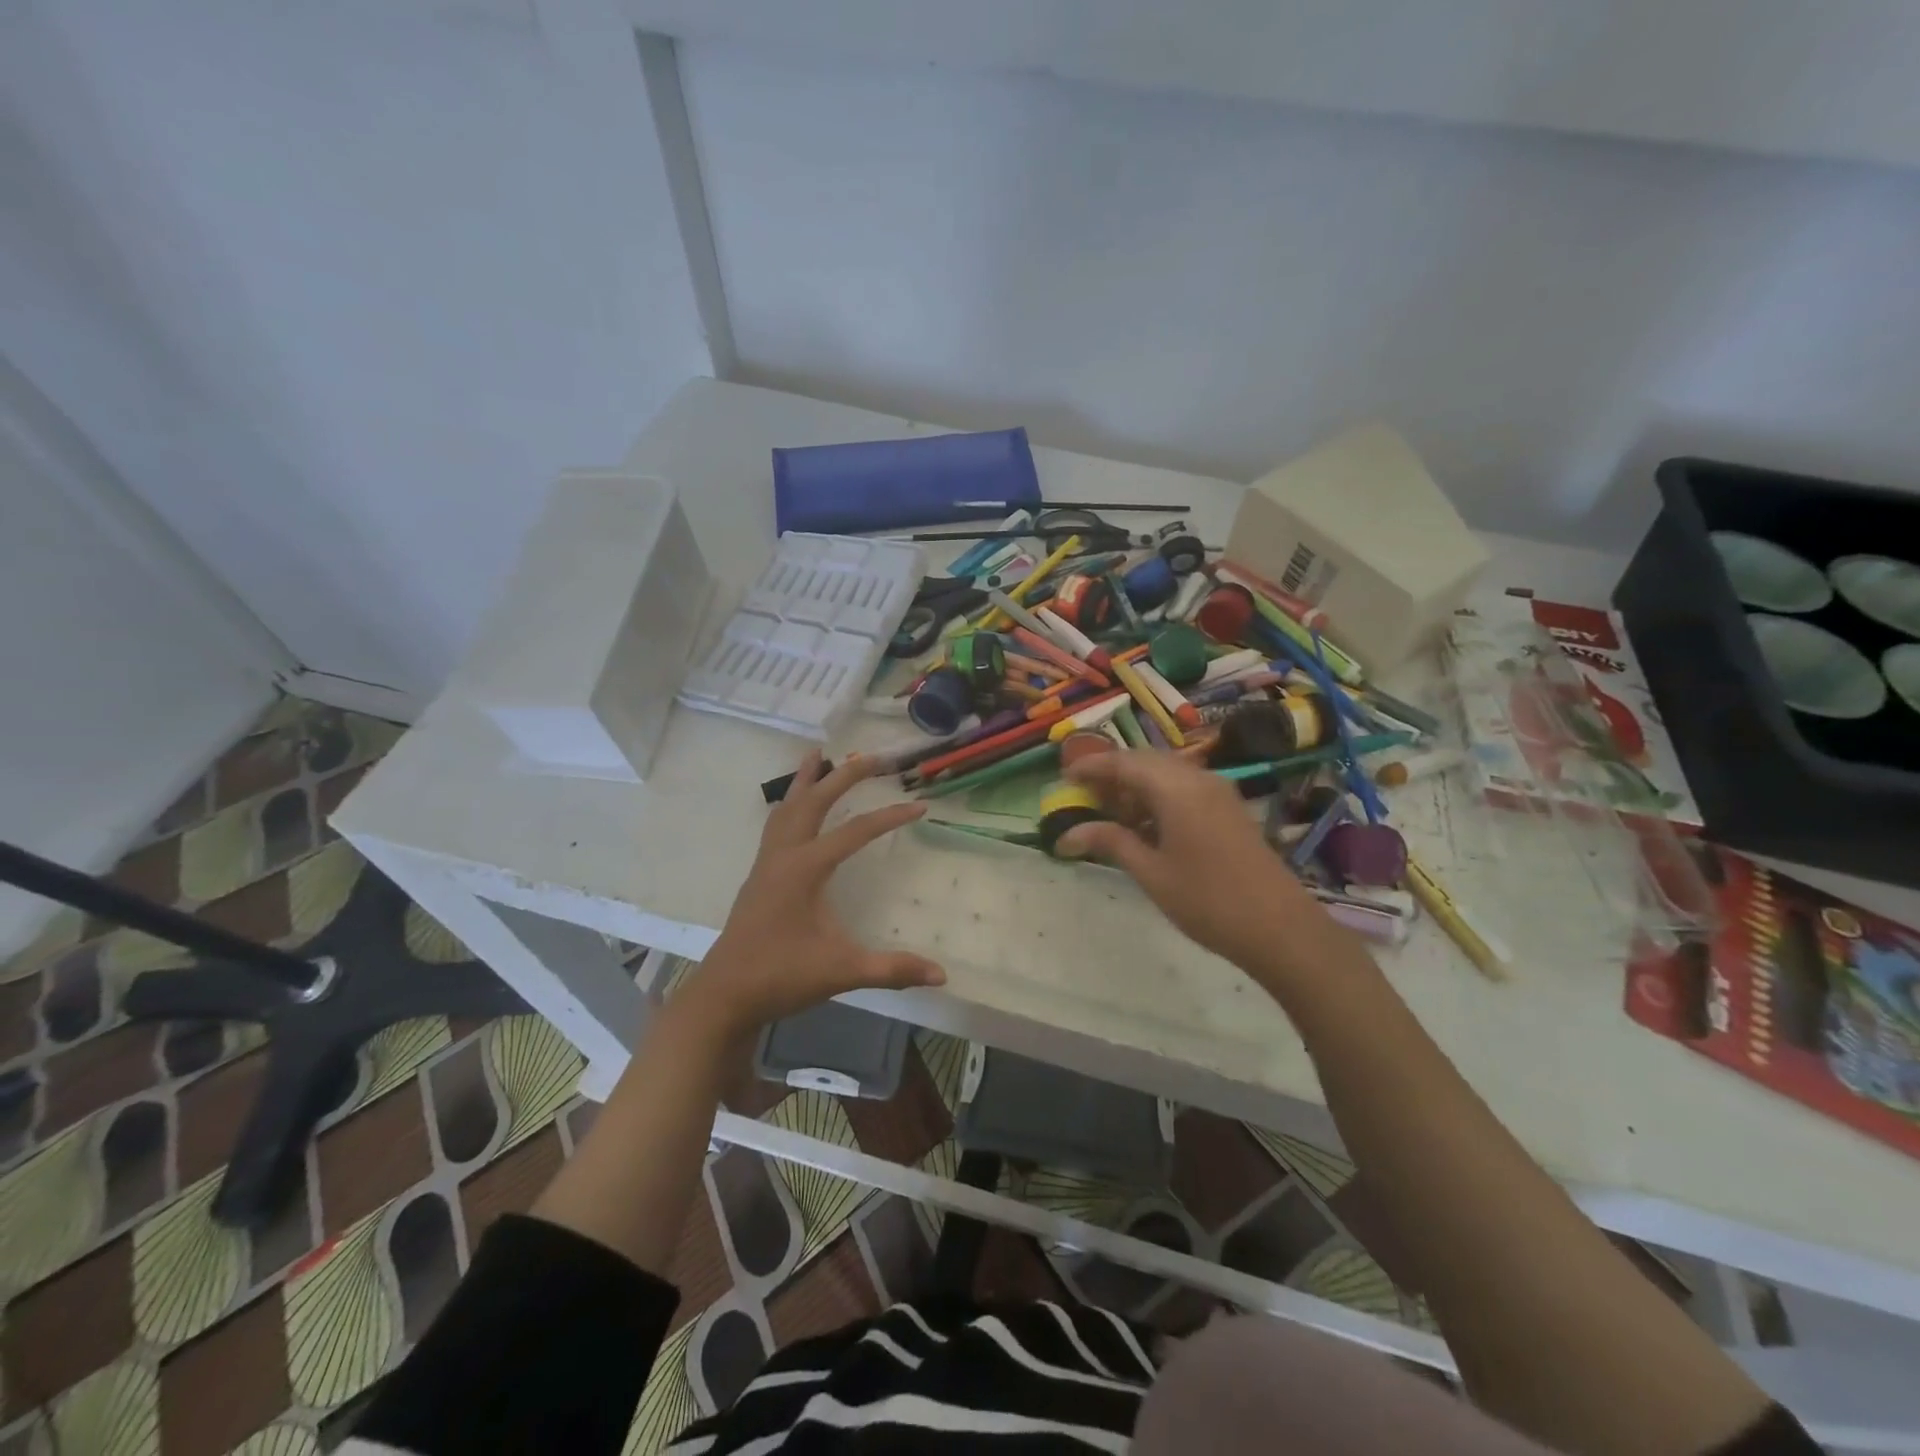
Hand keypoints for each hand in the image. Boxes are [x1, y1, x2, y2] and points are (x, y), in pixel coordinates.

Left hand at [678, 753, 945, 1039]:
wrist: (725, 994)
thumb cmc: (781, 976)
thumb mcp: (841, 971)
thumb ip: (891, 970)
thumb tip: (941, 975)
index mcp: (805, 868)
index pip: (855, 832)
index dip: (890, 817)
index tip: (920, 806)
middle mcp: (785, 855)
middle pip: (814, 801)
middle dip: (843, 776)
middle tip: (871, 755)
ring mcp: (767, 863)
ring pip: (787, 807)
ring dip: (806, 780)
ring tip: (818, 755)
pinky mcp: (759, 875)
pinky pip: (776, 824)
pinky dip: (789, 804)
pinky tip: (792, 806)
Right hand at [1059, 750, 1317, 967]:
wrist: (1280, 928)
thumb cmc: (1208, 901)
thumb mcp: (1151, 872)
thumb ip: (1110, 842)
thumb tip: (1066, 835)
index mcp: (1176, 788)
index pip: (1123, 763)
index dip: (1091, 767)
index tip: (1064, 778)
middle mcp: (1198, 779)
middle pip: (1146, 761)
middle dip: (1112, 774)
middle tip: (1083, 795)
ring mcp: (1218, 792)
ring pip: (1166, 773)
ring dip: (1136, 786)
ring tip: (1109, 812)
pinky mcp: (1228, 809)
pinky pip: (1184, 787)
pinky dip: (1158, 796)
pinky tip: (1145, 825)